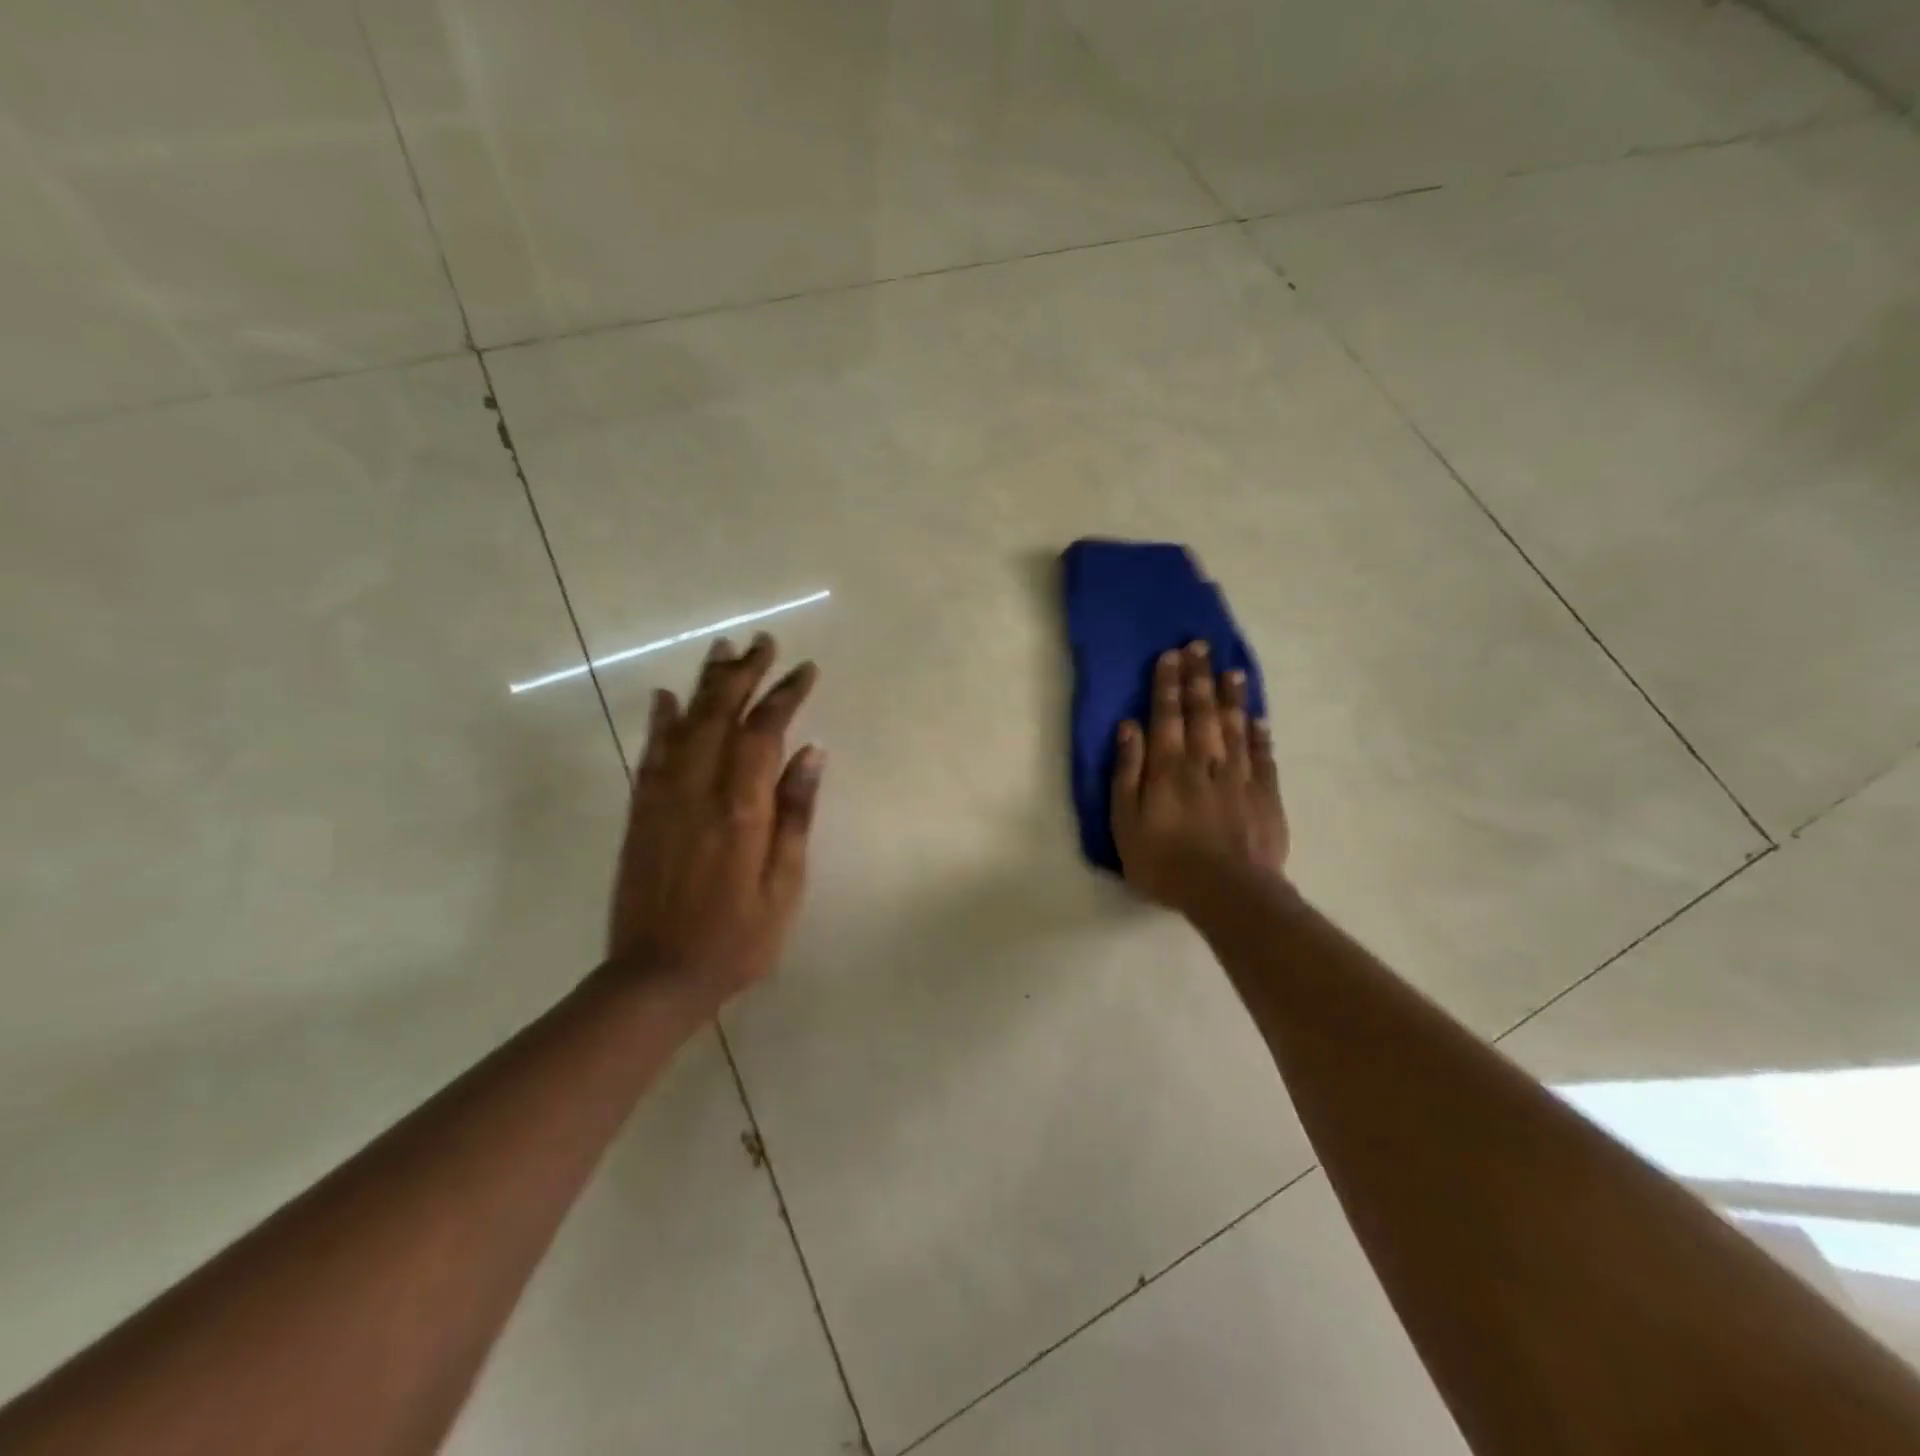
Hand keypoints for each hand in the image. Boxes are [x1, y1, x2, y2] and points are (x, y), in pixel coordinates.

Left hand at [607, 633, 823, 1018]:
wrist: (656, 977)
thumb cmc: (737, 939)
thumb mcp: (784, 886)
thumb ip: (795, 815)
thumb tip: (811, 753)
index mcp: (741, 809)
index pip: (764, 732)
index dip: (785, 695)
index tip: (805, 669)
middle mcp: (699, 791)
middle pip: (721, 715)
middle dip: (744, 674)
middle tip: (763, 642)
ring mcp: (663, 799)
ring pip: (684, 725)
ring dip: (706, 684)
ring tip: (723, 650)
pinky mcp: (641, 814)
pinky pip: (651, 755)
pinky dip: (660, 721)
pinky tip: (665, 698)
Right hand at [1111, 641, 1287, 912]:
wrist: (1228, 892)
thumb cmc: (1165, 862)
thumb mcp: (1126, 822)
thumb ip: (1127, 772)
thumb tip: (1129, 727)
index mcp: (1168, 767)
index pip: (1167, 715)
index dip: (1167, 684)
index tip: (1170, 655)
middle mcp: (1205, 761)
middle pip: (1202, 711)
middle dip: (1199, 677)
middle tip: (1200, 646)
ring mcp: (1239, 776)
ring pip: (1235, 726)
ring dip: (1232, 697)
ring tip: (1231, 671)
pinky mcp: (1265, 795)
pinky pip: (1263, 756)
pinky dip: (1260, 734)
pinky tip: (1259, 718)